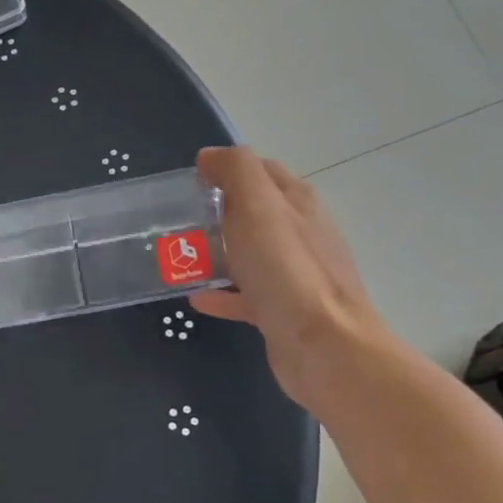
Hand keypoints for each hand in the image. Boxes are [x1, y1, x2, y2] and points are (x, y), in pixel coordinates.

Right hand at [190, 146, 390, 405]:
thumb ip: (237, 172)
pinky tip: (197, 298)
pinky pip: (247, 295)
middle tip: (179, 220)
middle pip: (256, 213)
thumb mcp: (258, 208)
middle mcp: (300, 234)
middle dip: (219, 211)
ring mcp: (294, 275)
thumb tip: (211, 156)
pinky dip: (222, 293)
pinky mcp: (283, 311)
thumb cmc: (287, 271)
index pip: (263, 172)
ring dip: (218, 252)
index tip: (192, 180)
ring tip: (180, 258)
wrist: (322, 346)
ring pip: (250, 254)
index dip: (229, 169)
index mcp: (296, 203)